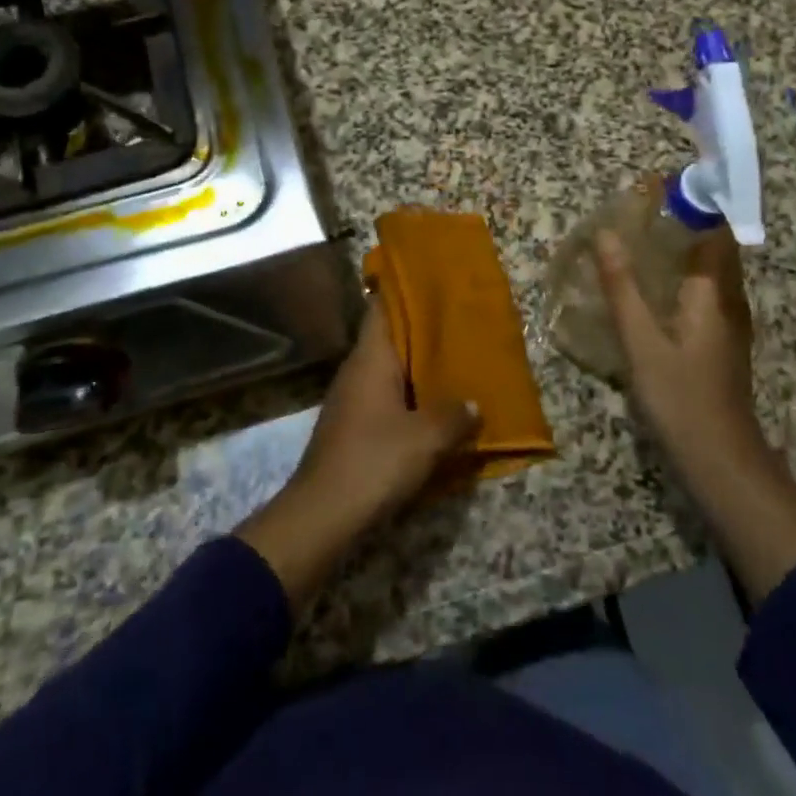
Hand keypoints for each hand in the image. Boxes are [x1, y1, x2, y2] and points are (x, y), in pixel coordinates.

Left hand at [237, 304, 479, 614]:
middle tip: (458, 322)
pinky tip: (434, 406)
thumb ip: (453, 416)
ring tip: (454, 361)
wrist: (323, 514)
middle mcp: (357, 371)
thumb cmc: (374, 461)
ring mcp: (352, 399)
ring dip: (417, 366)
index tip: (433, 280)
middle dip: (421, 331)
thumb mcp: (425, 439)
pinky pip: (386, 397)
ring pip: (389, 369)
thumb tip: (473, 403)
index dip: (405, 291)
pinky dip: (409, 395)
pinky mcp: (353, 427)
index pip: (383, 309)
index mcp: (370, 359)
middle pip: (389, 338)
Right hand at [595, 226, 761, 475]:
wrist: (721, 461)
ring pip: (712, 272)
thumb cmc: (681, 397)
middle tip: (642, 210)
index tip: (659, 187)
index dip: (694, 204)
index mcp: (714, 293)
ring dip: (685, 249)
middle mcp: (729, 301)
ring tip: (644, 238)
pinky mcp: (722, 343)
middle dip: (686, 223)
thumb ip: (623, 287)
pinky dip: (684, 276)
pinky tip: (656, 287)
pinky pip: (707, 293)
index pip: (715, 231)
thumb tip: (605, 234)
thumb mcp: (642, 342)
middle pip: (716, 248)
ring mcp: (729, 324)